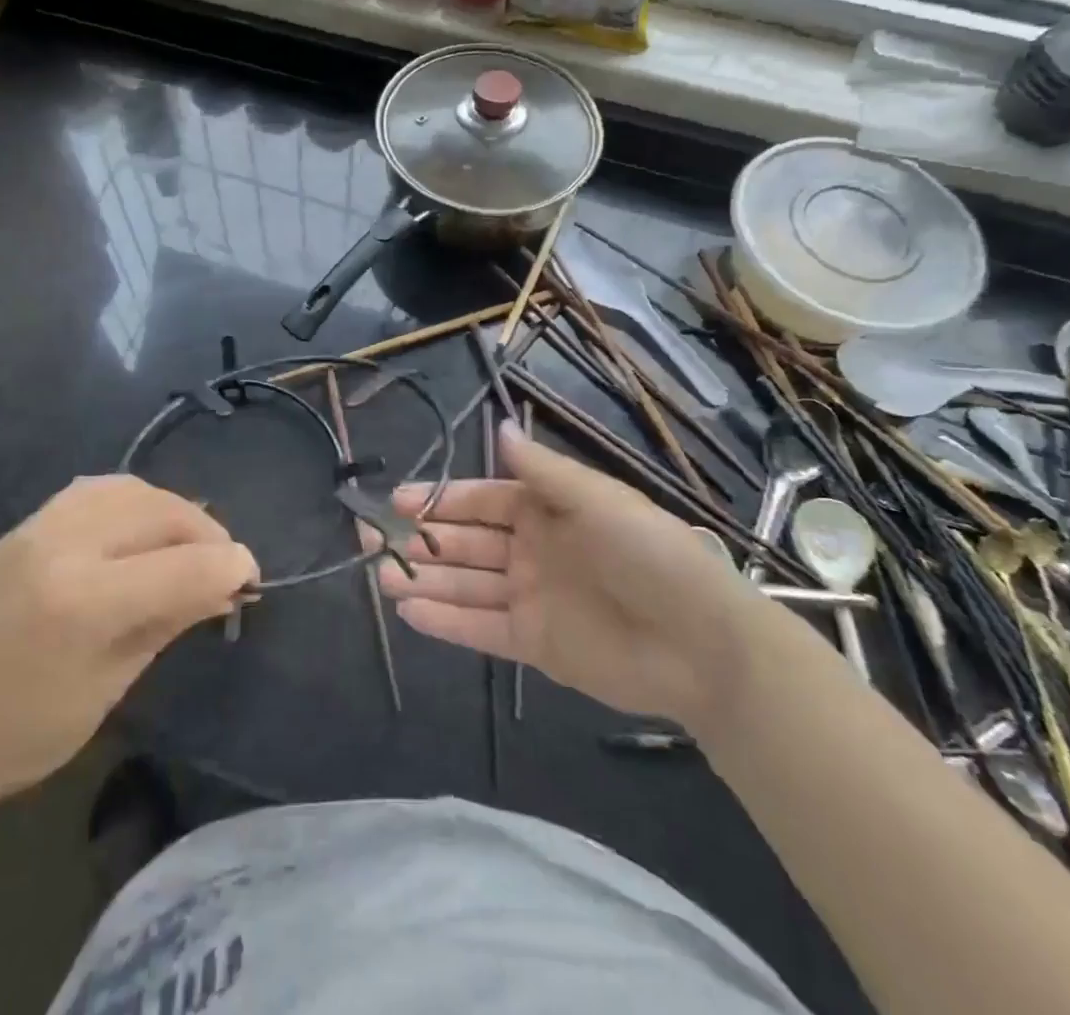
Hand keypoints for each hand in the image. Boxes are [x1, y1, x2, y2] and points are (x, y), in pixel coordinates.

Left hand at [0, 476, 256, 844]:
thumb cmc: (10, 738)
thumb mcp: (103, 692)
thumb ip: (165, 625)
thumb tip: (224, 586)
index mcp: (86, 601)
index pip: (185, 565)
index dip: (231, 567)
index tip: (252, 581)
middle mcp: (66, 544)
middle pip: (164, 512)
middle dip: (208, 535)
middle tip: (226, 569)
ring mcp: (41, 526)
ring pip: (133, 489)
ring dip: (173, 511)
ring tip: (189, 546)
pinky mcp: (26, 524)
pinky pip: (98, 489)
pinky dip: (135, 501)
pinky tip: (142, 530)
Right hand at [364, 422, 768, 732]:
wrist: (701, 642)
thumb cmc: (648, 553)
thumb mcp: (595, 498)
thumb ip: (541, 470)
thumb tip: (502, 426)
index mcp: (545, 510)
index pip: (480, 499)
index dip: (439, 499)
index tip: (395, 501)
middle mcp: (531, 550)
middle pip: (464, 542)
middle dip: (418, 538)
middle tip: (367, 537)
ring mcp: (530, 597)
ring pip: (465, 584)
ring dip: (423, 579)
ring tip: (378, 576)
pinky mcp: (533, 643)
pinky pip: (479, 628)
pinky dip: (445, 621)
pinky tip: (408, 612)